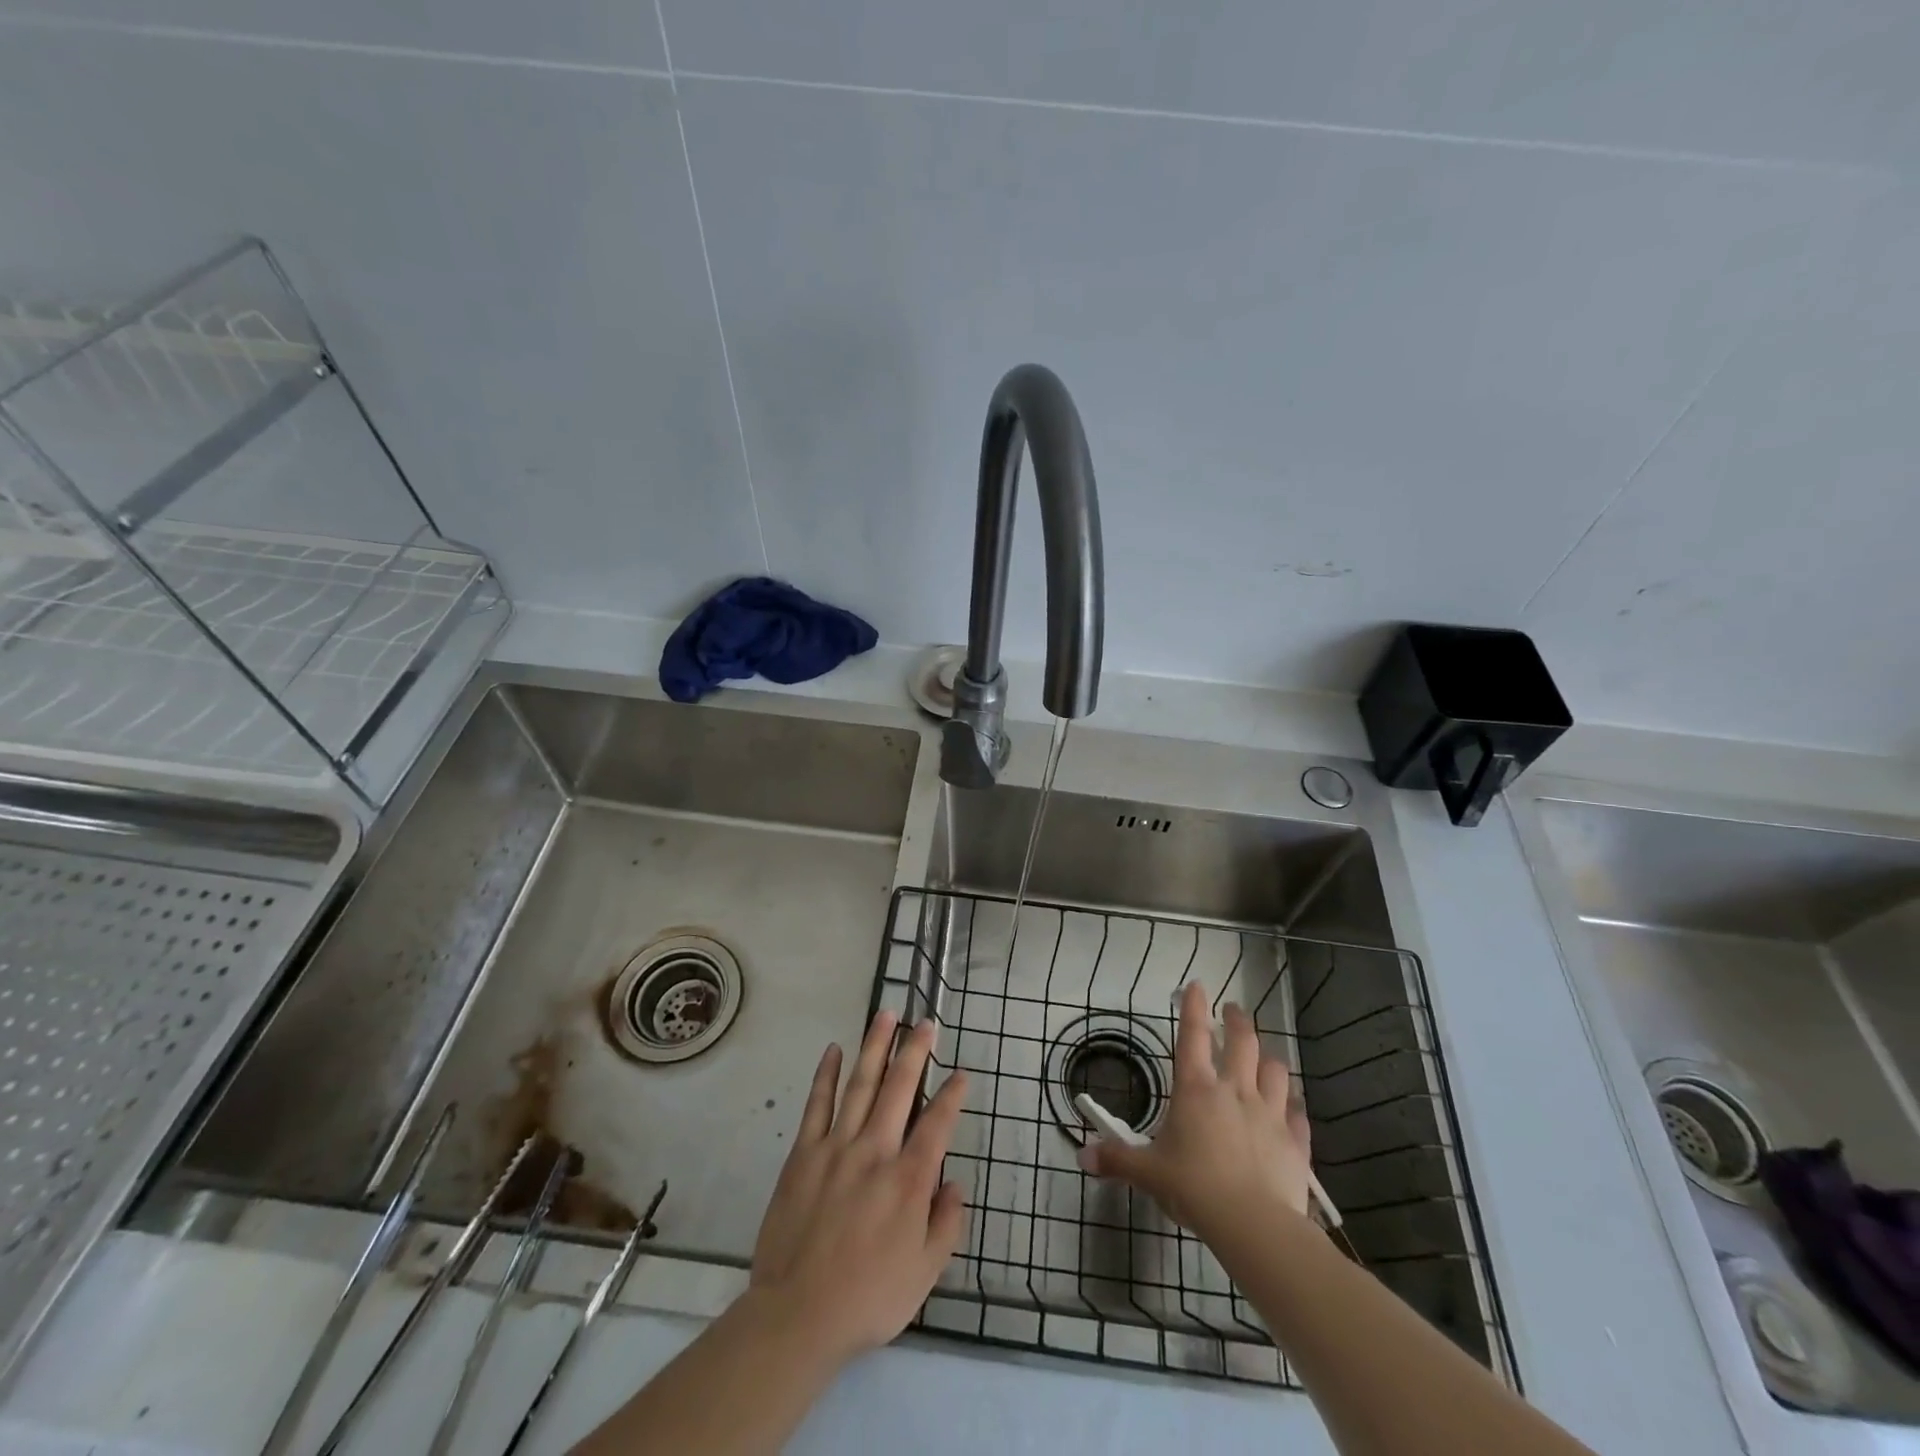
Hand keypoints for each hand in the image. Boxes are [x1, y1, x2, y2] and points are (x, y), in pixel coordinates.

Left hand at [750, 1011, 969, 1363]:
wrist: (797, 1315)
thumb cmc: (868, 1297)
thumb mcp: (925, 1273)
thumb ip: (946, 1224)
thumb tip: (955, 1183)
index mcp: (909, 1179)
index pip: (938, 1123)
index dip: (952, 1094)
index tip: (961, 1073)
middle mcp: (876, 1151)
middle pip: (899, 1088)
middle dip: (915, 1051)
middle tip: (925, 1023)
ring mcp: (837, 1147)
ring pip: (861, 1084)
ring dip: (875, 1047)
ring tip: (885, 1015)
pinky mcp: (804, 1153)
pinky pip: (818, 1104)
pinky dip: (826, 1074)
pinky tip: (834, 1050)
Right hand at [1079, 981, 1312, 1240]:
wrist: (1253, 1225)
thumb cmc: (1193, 1187)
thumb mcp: (1148, 1173)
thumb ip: (1117, 1160)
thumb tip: (1083, 1157)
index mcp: (1195, 1088)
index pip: (1193, 1034)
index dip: (1193, 1006)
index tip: (1197, 985)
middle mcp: (1234, 1090)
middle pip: (1243, 1041)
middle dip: (1237, 1020)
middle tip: (1233, 1010)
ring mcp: (1269, 1113)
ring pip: (1276, 1070)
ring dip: (1268, 1058)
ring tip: (1263, 1057)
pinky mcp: (1295, 1141)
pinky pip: (1297, 1114)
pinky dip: (1293, 1106)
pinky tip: (1290, 1108)